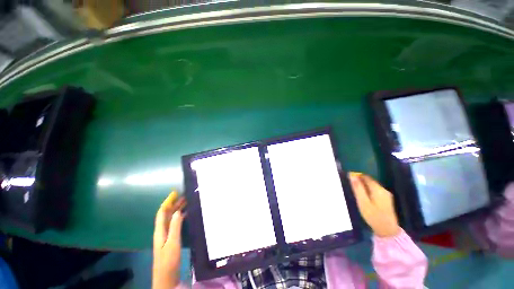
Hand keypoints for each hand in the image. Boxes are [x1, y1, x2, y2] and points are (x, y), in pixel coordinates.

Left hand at [152, 192, 185, 288]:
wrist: (167, 278)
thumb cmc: (168, 261)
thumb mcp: (172, 243)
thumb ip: (175, 227)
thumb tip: (178, 211)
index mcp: (160, 231)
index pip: (162, 213)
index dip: (167, 202)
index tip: (175, 193)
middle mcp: (162, 231)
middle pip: (166, 214)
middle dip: (174, 204)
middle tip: (184, 195)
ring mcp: (166, 236)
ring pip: (171, 219)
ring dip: (177, 210)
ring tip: (187, 202)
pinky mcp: (171, 240)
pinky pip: (175, 224)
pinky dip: (180, 217)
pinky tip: (185, 215)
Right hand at [348, 172, 399, 237]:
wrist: (387, 231)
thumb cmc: (373, 216)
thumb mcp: (362, 202)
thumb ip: (357, 188)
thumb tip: (352, 175)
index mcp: (378, 189)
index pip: (366, 177)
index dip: (357, 176)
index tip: (349, 179)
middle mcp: (383, 190)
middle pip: (370, 181)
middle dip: (360, 181)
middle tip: (351, 187)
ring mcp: (386, 195)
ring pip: (372, 186)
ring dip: (364, 186)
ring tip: (356, 192)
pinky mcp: (386, 200)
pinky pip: (375, 191)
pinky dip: (368, 191)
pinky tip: (364, 197)